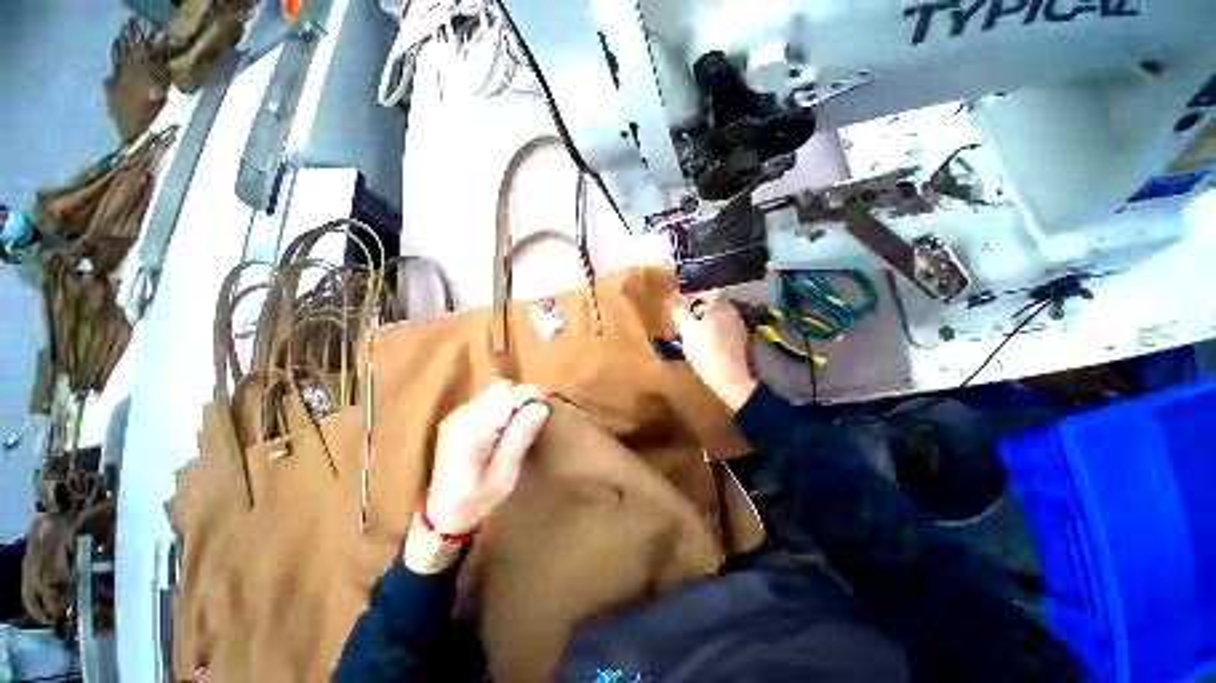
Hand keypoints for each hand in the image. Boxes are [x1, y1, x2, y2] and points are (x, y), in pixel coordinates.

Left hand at [405, 381, 549, 572]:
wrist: (443, 514)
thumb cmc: (478, 499)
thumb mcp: (505, 474)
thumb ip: (521, 437)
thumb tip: (542, 406)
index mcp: (472, 429)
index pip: (507, 394)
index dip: (531, 397)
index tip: (544, 413)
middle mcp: (462, 415)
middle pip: (501, 387)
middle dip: (522, 398)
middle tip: (533, 420)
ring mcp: (458, 414)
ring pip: (494, 391)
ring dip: (513, 401)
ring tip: (520, 425)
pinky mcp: (458, 417)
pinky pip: (487, 399)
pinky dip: (502, 406)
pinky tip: (504, 427)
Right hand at [671, 290, 757, 411]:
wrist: (729, 378)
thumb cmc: (705, 351)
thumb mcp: (687, 332)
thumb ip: (680, 315)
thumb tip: (677, 308)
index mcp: (720, 305)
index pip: (708, 290)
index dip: (695, 295)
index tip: (683, 303)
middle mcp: (732, 311)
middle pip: (714, 303)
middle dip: (699, 308)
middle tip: (686, 318)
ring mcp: (739, 325)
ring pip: (719, 316)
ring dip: (707, 320)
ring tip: (693, 331)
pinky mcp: (741, 340)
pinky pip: (724, 328)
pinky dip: (714, 330)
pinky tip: (705, 342)